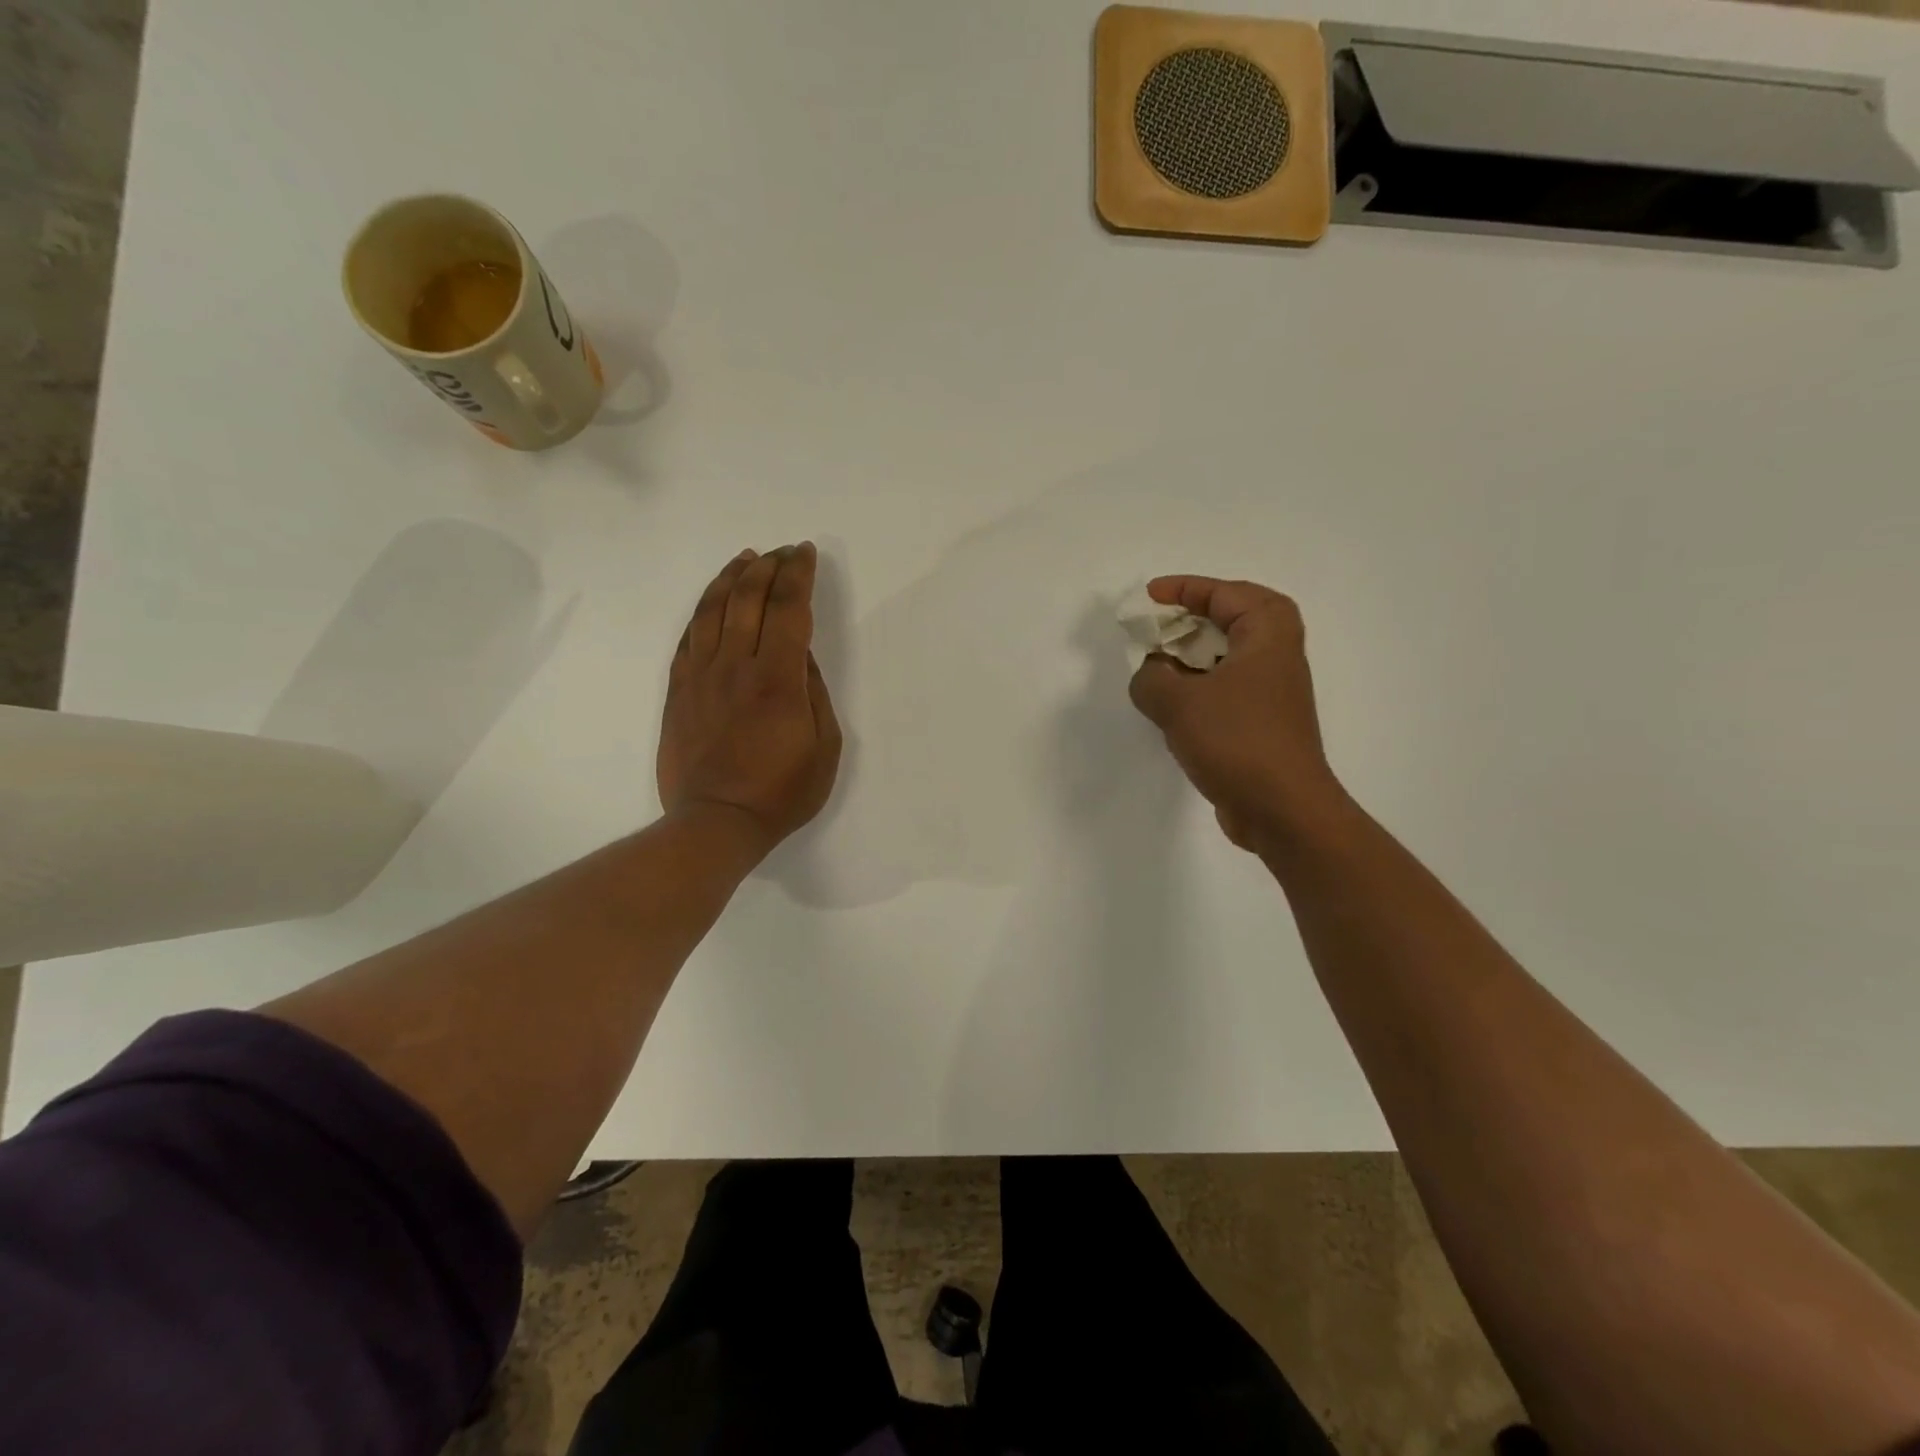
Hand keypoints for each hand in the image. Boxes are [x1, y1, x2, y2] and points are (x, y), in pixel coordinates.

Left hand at [658, 544, 842, 859]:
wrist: (716, 823)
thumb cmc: (782, 792)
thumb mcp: (825, 748)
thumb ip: (815, 693)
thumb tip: (802, 657)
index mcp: (778, 679)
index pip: (789, 609)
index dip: (798, 574)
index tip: (806, 553)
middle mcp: (736, 666)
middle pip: (748, 598)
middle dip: (767, 566)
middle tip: (782, 551)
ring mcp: (701, 677)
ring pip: (712, 610)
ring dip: (731, 578)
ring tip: (745, 559)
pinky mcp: (678, 692)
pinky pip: (687, 639)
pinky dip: (702, 612)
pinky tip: (712, 602)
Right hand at [1127, 576, 1345, 851]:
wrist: (1282, 809)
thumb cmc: (1236, 740)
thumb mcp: (1179, 702)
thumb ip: (1151, 678)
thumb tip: (1150, 675)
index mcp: (1268, 634)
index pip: (1226, 593)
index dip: (1185, 589)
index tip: (1148, 597)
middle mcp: (1277, 656)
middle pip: (1233, 619)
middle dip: (1192, 619)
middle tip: (1156, 627)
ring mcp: (1271, 693)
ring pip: (1228, 657)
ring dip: (1192, 657)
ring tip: (1156, 667)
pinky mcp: (1261, 724)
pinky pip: (1225, 690)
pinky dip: (1198, 689)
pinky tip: (1170, 709)